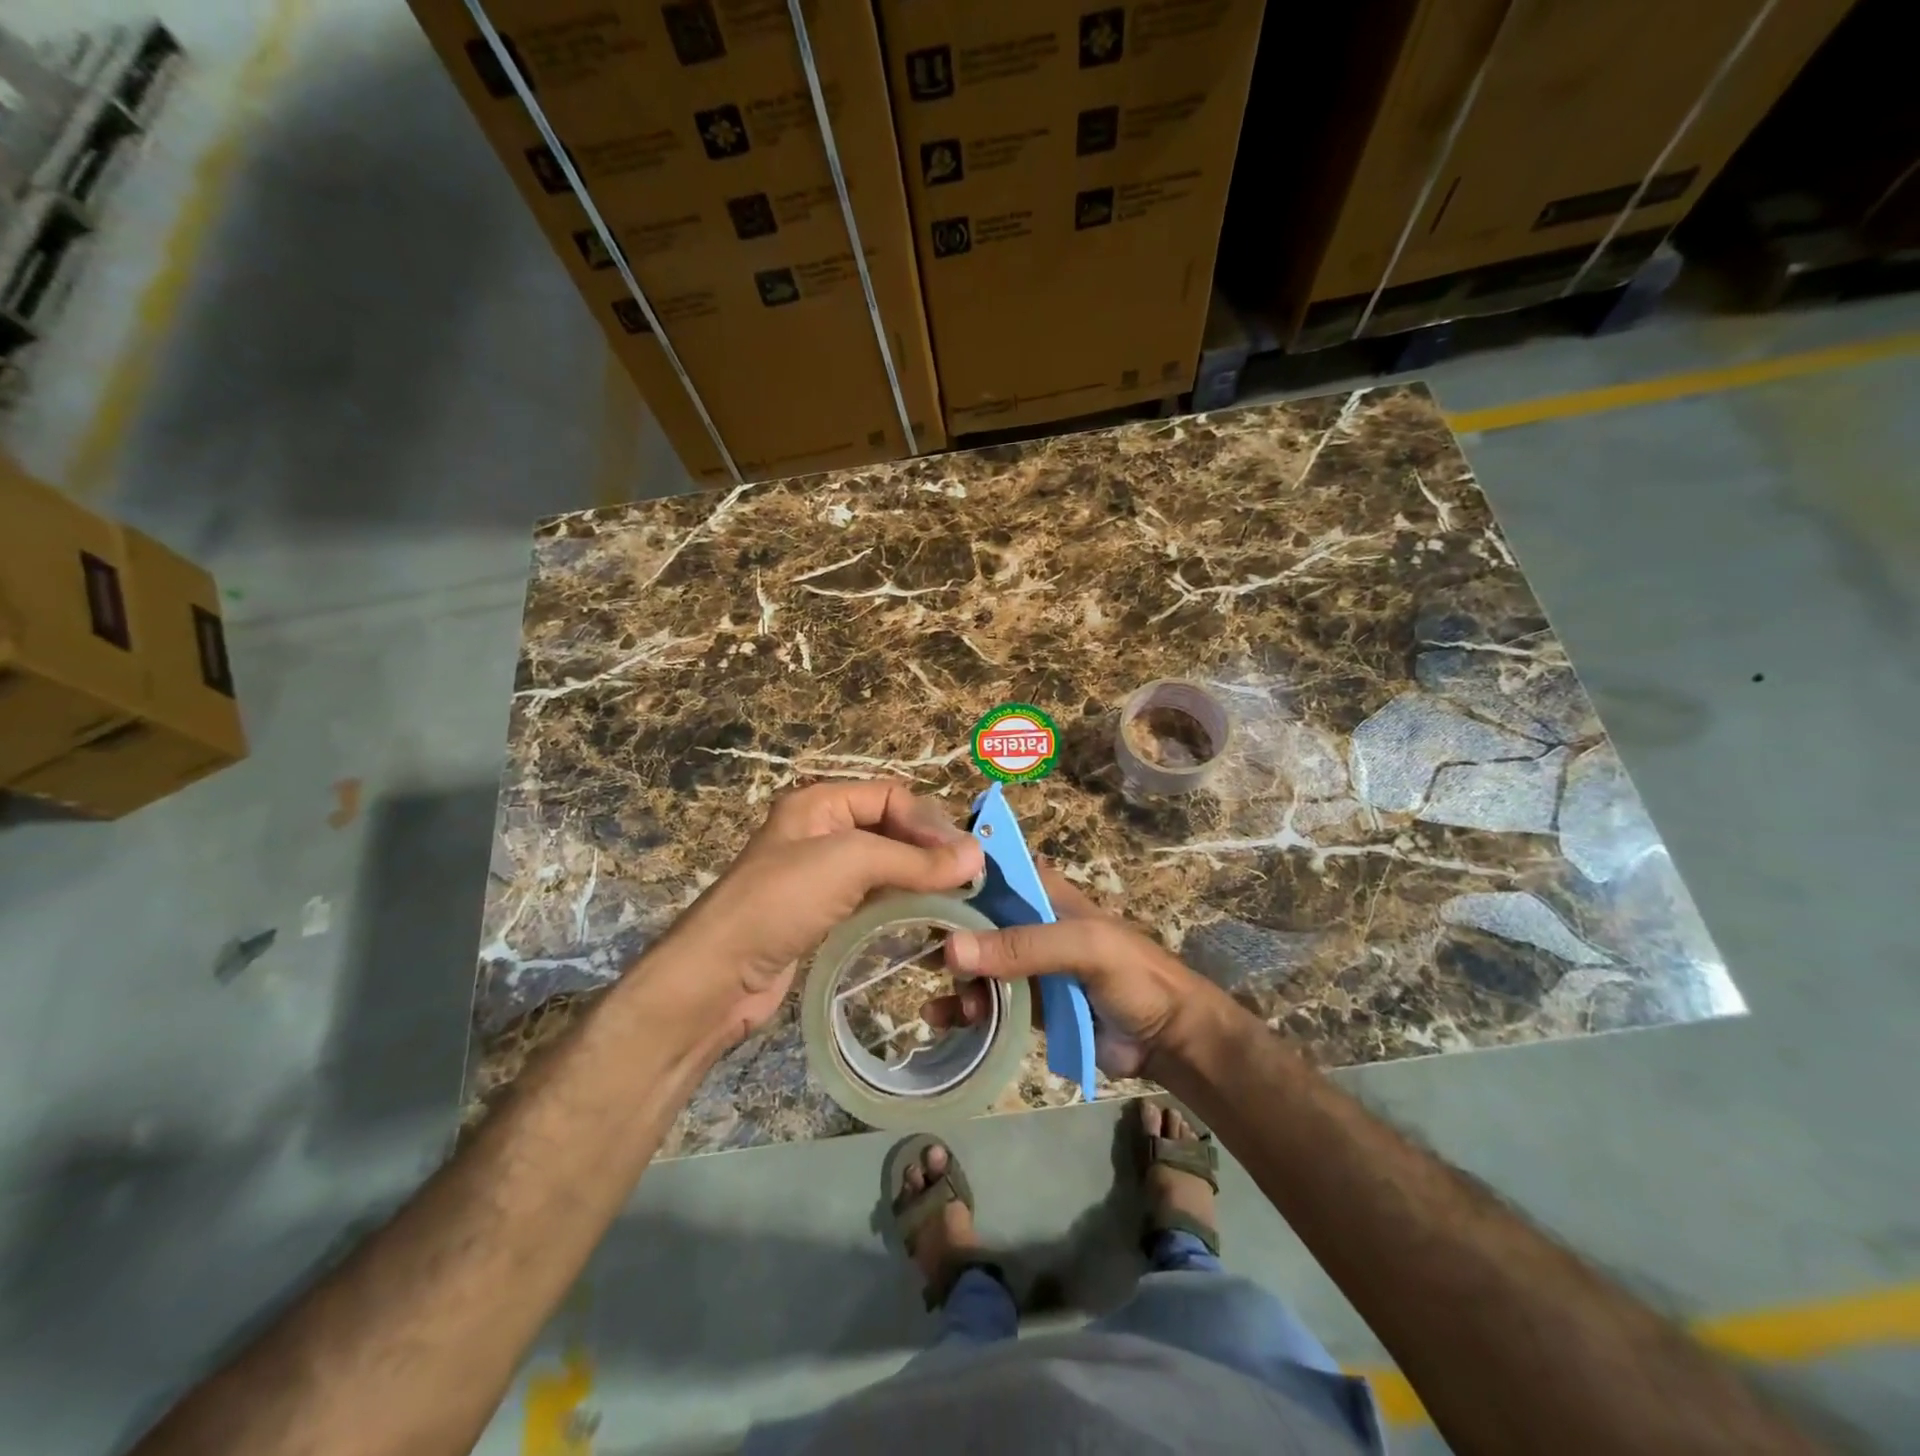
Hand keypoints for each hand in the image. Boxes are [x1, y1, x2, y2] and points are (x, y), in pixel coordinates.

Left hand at [655, 779, 984, 1045]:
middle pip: (890, 828)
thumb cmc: (781, 902)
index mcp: (820, 803)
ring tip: (955, 899)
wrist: (717, 976)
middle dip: (928, 849)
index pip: (891, 796)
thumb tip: (977, 856)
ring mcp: (820, 875)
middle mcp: (820, 832)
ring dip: (919, 877)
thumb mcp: (849, 864)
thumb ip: (915, 860)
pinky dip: (900, 902)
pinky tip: (924, 917)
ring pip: (884, 865)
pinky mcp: (822, 913)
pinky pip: (872, 897)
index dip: (928, 822)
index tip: (963, 858)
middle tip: (967, 879)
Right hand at [931, 866, 1224, 1079]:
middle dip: (944, 934)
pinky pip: (986, 1001)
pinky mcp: (1026, 1004)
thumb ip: (1023, 946)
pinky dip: (962, 1008)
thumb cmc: (1133, 976)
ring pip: (975, 962)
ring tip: (942, 1003)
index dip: (953, 877)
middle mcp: (1028, 923)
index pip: (991, 872)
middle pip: (973, 919)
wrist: (1167, 1039)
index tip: (912, 889)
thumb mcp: (1084, 947)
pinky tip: (942, 1018)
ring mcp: (1026, 965)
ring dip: (954, 979)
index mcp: (1043, 894)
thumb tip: (950, 949)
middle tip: (912, 953)